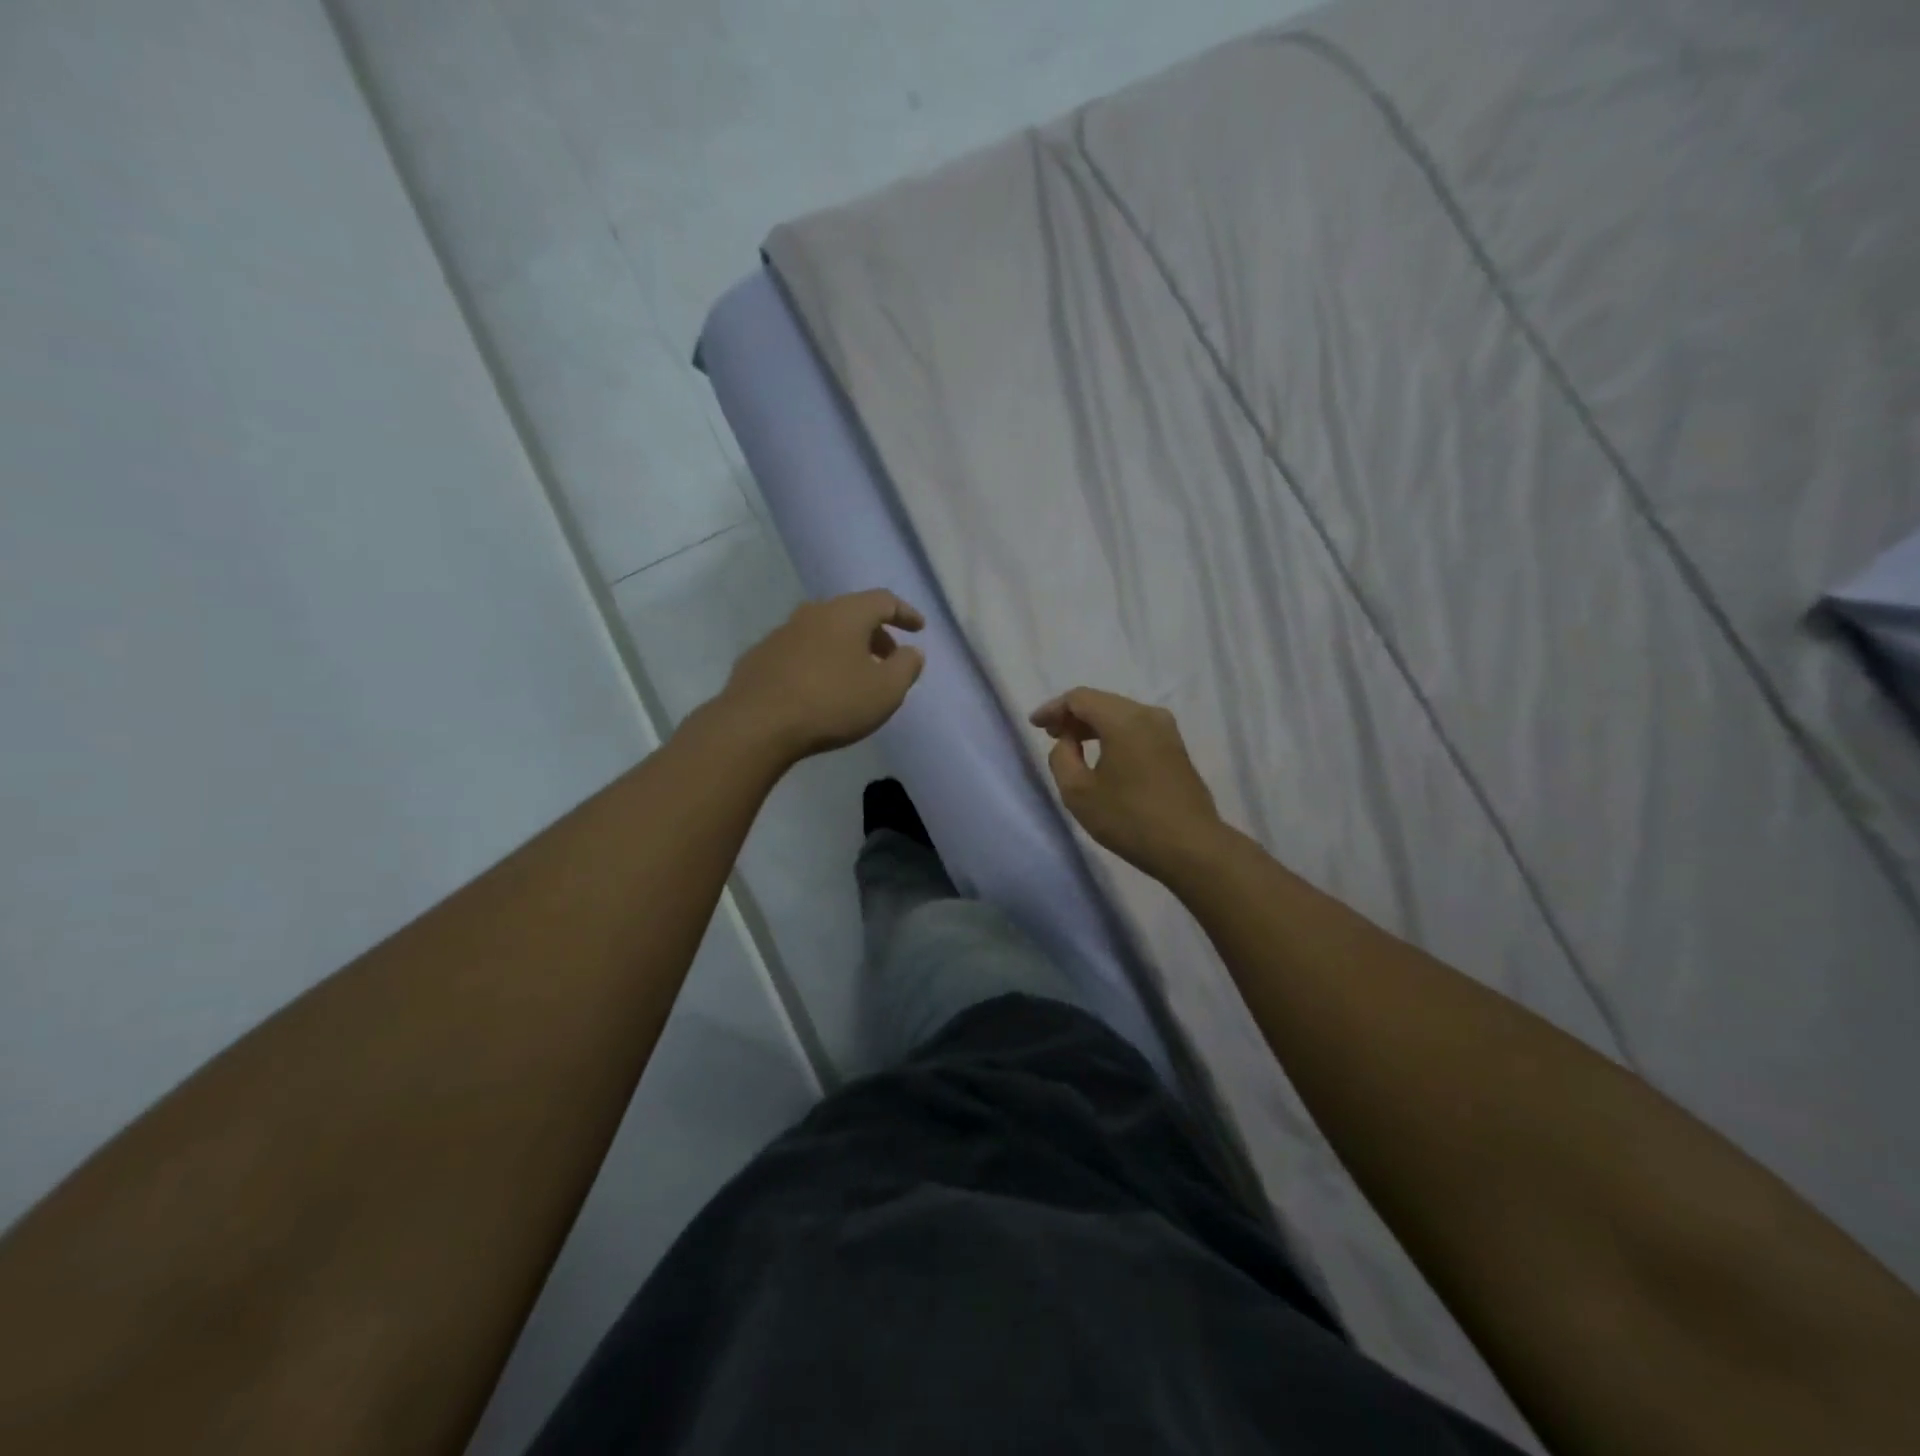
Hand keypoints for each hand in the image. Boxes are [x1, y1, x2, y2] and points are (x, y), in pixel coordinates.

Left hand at [718, 589, 926, 763]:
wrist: (757, 725)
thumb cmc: (832, 703)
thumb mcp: (885, 690)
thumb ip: (906, 667)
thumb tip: (911, 651)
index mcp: (846, 614)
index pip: (883, 600)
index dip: (905, 613)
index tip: (919, 629)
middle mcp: (812, 613)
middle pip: (851, 614)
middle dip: (875, 633)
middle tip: (889, 657)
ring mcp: (780, 634)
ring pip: (823, 632)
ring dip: (845, 648)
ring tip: (855, 675)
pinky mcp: (758, 658)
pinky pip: (799, 652)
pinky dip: (817, 662)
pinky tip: (818, 688)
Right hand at [1030, 688, 1224, 880]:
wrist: (1191, 847)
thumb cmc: (1129, 819)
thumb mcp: (1078, 792)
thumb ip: (1062, 758)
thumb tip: (1068, 743)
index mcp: (1124, 719)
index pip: (1080, 698)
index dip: (1054, 709)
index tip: (1035, 725)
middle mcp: (1148, 715)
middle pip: (1102, 702)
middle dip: (1073, 716)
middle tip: (1051, 735)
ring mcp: (1167, 731)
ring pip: (1121, 715)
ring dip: (1094, 726)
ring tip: (1073, 746)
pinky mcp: (1176, 749)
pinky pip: (1136, 730)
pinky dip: (1114, 735)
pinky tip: (1103, 756)